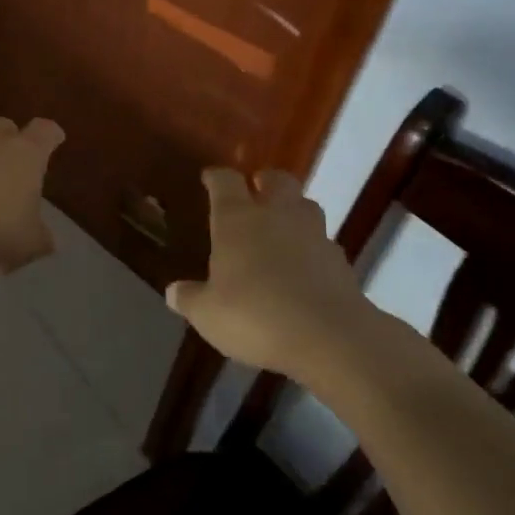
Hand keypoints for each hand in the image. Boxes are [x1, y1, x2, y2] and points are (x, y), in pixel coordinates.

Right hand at [166, 169, 378, 381]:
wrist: (329, 337)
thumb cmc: (254, 315)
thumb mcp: (208, 314)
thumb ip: (190, 298)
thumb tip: (173, 292)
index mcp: (237, 219)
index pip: (225, 181)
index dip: (216, 177)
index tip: (209, 178)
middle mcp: (277, 215)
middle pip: (276, 180)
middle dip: (264, 181)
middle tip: (255, 192)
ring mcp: (314, 234)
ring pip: (305, 206)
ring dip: (292, 211)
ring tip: (280, 230)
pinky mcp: (340, 260)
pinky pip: (322, 242)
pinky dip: (311, 248)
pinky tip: (303, 269)